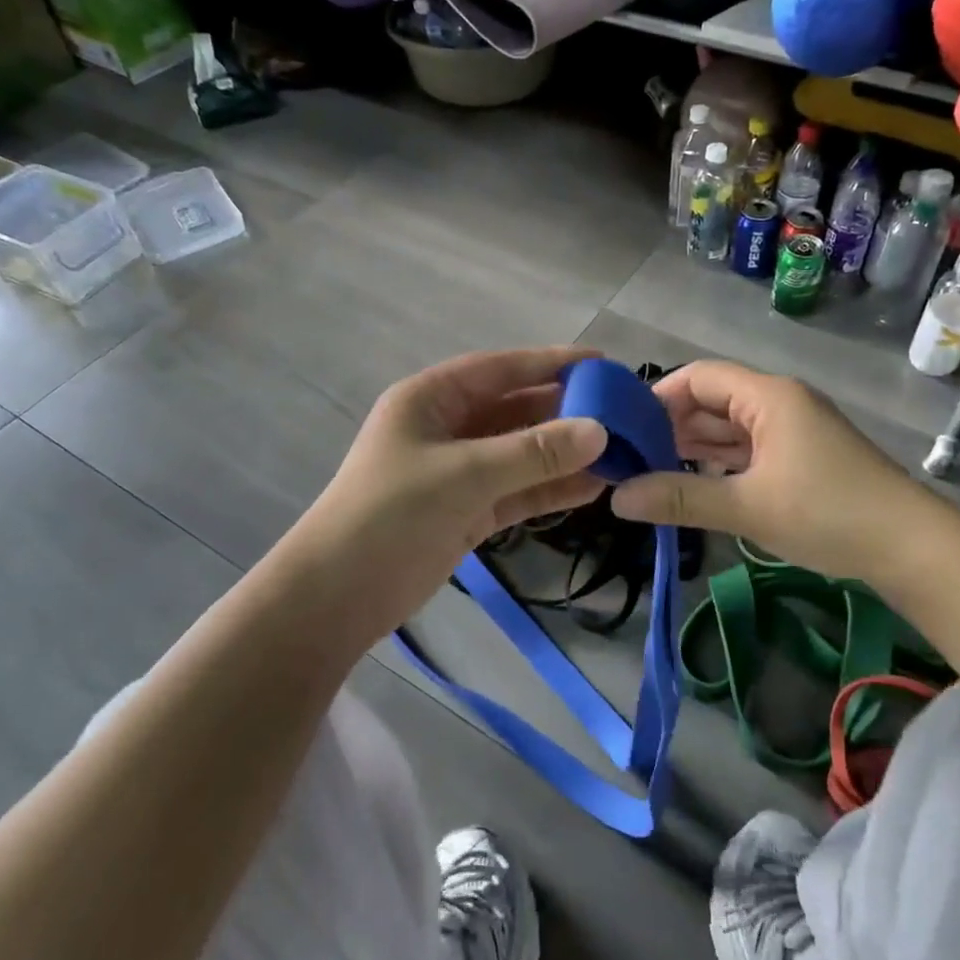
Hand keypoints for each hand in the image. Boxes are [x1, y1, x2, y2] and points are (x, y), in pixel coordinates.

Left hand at [295, 348, 608, 642]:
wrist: (336, 597)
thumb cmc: (389, 515)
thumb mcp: (463, 475)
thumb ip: (533, 453)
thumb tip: (601, 432)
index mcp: (431, 399)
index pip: (500, 369)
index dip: (550, 363)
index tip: (602, 362)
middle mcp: (447, 428)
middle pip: (516, 411)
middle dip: (565, 412)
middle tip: (622, 414)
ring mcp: (459, 472)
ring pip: (521, 454)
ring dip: (564, 454)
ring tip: (620, 453)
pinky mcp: (468, 511)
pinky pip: (518, 491)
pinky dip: (551, 489)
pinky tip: (594, 488)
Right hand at [610, 361, 907, 581]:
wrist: (912, 547)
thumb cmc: (827, 513)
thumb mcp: (747, 507)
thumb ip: (679, 498)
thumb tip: (617, 498)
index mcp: (768, 397)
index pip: (699, 376)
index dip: (658, 396)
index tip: (624, 428)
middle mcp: (780, 403)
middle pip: (713, 400)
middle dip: (672, 425)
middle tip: (631, 457)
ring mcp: (794, 430)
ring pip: (731, 427)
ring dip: (695, 446)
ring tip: (652, 471)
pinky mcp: (803, 457)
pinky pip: (750, 449)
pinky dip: (721, 462)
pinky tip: (696, 482)